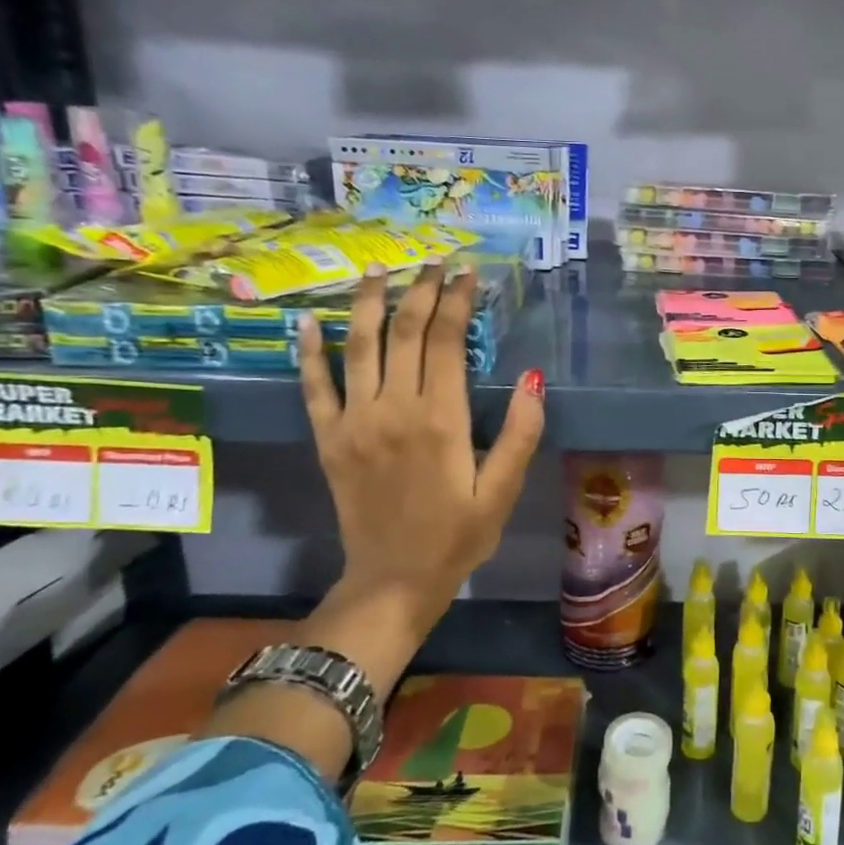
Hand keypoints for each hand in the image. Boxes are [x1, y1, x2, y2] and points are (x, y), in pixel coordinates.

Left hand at [296, 264, 545, 669]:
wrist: (392, 581)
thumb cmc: (457, 537)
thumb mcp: (503, 492)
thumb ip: (521, 434)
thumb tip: (534, 377)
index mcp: (441, 419)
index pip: (445, 341)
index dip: (456, 301)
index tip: (467, 273)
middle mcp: (394, 409)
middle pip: (405, 332)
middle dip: (421, 290)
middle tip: (433, 262)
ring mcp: (354, 422)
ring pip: (359, 346)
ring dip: (370, 303)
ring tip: (380, 270)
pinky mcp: (328, 439)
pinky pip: (315, 387)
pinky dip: (310, 351)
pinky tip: (309, 321)